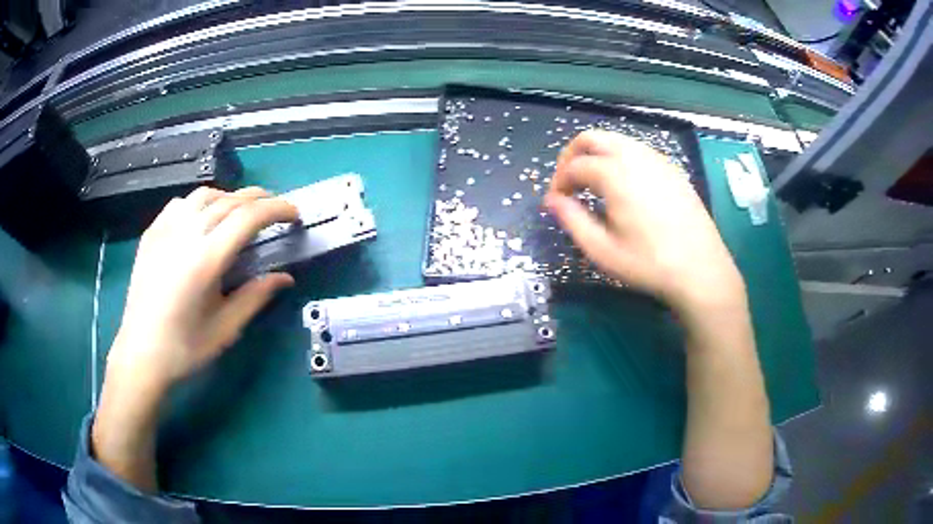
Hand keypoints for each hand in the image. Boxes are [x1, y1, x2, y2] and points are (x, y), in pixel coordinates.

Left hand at [106, 186, 298, 392]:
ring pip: (204, 195)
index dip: (276, 209)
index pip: (248, 217)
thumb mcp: (226, 328)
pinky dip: (200, 203)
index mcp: (206, 259)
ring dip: (229, 198)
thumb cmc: (185, 348)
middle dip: (258, 199)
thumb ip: (256, 296)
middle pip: (229, 200)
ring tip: (240, 212)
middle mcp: (185, 235)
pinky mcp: (151, 234)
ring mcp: (164, 230)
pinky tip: (202, 219)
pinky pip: (180, 204)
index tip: (294, 214)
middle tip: (275, 209)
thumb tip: (285, 277)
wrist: (140, 354)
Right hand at [544, 130, 744, 315]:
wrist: (701, 270)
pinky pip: (637, 151)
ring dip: (597, 155)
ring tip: (594, 186)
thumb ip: (571, 220)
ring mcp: (657, 159)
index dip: (558, 181)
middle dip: (572, 156)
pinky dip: (620, 159)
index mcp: (615, 173)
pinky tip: (624, 188)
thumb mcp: (602, 250)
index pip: (574, 165)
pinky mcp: (672, 169)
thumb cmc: (648, 263)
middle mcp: (635, 156)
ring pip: (616, 141)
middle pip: (592, 138)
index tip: (556, 203)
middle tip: (569, 183)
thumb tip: (551, 200)